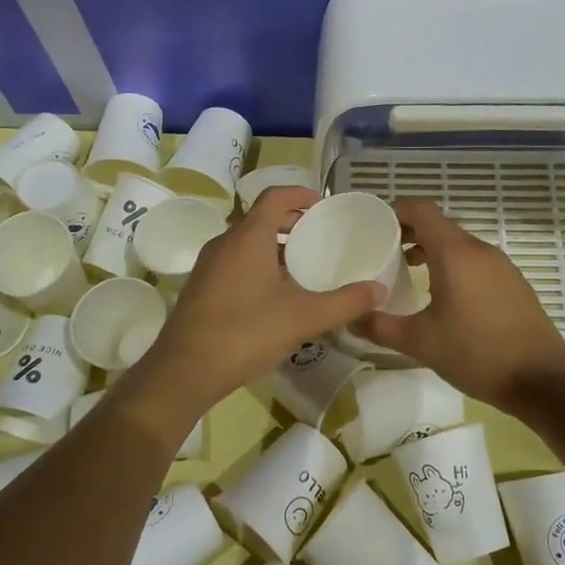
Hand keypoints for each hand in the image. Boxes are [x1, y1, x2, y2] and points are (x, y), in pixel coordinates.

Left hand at [135, 186, 385, 413]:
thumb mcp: (303, 318)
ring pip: (246, 243)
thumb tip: (379, 290)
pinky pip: (235, 263)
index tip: (323, 204)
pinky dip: (258, 265)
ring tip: (303, 267)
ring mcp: (208, 266)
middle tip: (320, 236)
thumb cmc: (245, 333)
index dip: (300, 194)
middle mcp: (224, 243)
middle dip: (291, 222)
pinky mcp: (201, 288)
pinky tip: (275, 296)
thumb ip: (345, 303)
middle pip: (260, 218)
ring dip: (274, 246)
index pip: (275, 197)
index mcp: (248, 237)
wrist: (184, 370)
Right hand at [351, 198, 564, 411]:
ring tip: (408, 273)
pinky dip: (454, 266)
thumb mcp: (419, 342)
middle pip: (439, 226)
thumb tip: (348, 319)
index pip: (421, 210)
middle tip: (383, 252)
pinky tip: (444, 296)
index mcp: (455, 253)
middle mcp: (479, 250)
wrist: (541, 379)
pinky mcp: (514, 283)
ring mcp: (501, 266)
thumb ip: (379, 326)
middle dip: (409, 233)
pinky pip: (476, 262)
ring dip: (432, 250)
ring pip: (459, 245)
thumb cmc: (475, 353)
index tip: (374, 224)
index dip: (396, 210)